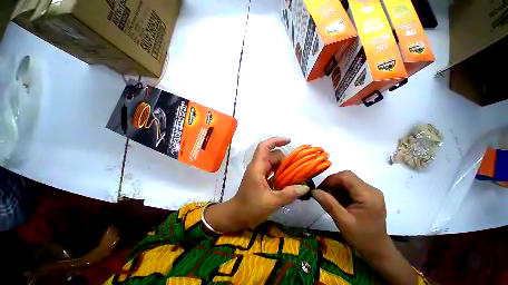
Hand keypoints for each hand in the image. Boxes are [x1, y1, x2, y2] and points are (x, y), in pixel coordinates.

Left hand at [206, 138, 309, 232]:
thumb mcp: (271, 202)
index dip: (276, 141)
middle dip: (285, 161)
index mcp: (257, 167)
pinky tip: (288, 183)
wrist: (236, 216)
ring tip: (295, 176)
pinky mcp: (260, 179)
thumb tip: (305, 187)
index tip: (289, 141)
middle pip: (273, 156)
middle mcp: (258, 166)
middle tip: (297, 170)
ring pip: (273, 164)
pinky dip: (280, 175)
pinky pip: (272, 172)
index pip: (264, 147)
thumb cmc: (250, 207)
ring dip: (283, 168)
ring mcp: (259, 173)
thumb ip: (289, 194)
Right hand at [312, 170, 388, 256]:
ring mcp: (370, 192)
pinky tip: (337, 201)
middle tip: (322, 193)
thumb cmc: (361, 238)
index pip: (346, 177)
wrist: (377, 250)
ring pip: (347, 180)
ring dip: (335, 187)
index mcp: (368, 195)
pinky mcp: (367, 195)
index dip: (330, 180)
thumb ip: (328, 203)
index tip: (319, 189)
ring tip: (329, 199)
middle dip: (332, 183)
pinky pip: (350, 186)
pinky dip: (340, 191)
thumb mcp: (342, 221)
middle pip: (346, 177)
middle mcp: (371, 189)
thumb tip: (313, 190)